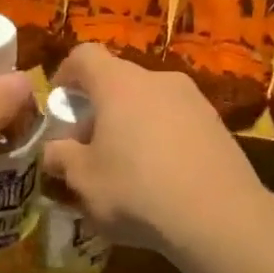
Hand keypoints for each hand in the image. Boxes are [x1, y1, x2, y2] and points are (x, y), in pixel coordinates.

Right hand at [44, 44, 265, 255]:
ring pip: (151, 102)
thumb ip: (60, 158)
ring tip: (127, 167)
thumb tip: (53, 150)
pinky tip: (162, 178)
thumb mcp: (83, 180)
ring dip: (133, 125)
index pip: (84, 56)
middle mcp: (158, 79)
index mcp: (119, 83)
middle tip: (89, 147)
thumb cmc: (137, 190)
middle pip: (119, 81)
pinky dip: (163, 140)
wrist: (220, 217)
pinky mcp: (218, 125)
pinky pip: (178, 123)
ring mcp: (194, 100)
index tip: (59, 104)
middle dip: (99, 109)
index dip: (65, 74)